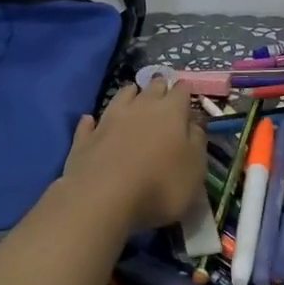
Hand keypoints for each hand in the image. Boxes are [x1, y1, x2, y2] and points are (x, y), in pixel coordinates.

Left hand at [61, 77, 205, 230]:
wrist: (102, 198)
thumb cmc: (160, 185)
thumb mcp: (195, 169)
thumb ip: (197, 141)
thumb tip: (195, 122)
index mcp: (171, 112)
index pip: (181, 91)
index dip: (185, 90)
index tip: (187, 91)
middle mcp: (140, 107)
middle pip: (152, 88)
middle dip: (159, 86)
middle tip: (162, 86)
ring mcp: (109, 120)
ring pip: (121, 96)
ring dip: (129, 94)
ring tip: (132, 94)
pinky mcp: (86, 138)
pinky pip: (90, 123)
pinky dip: (93, 121)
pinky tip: (91, 121)